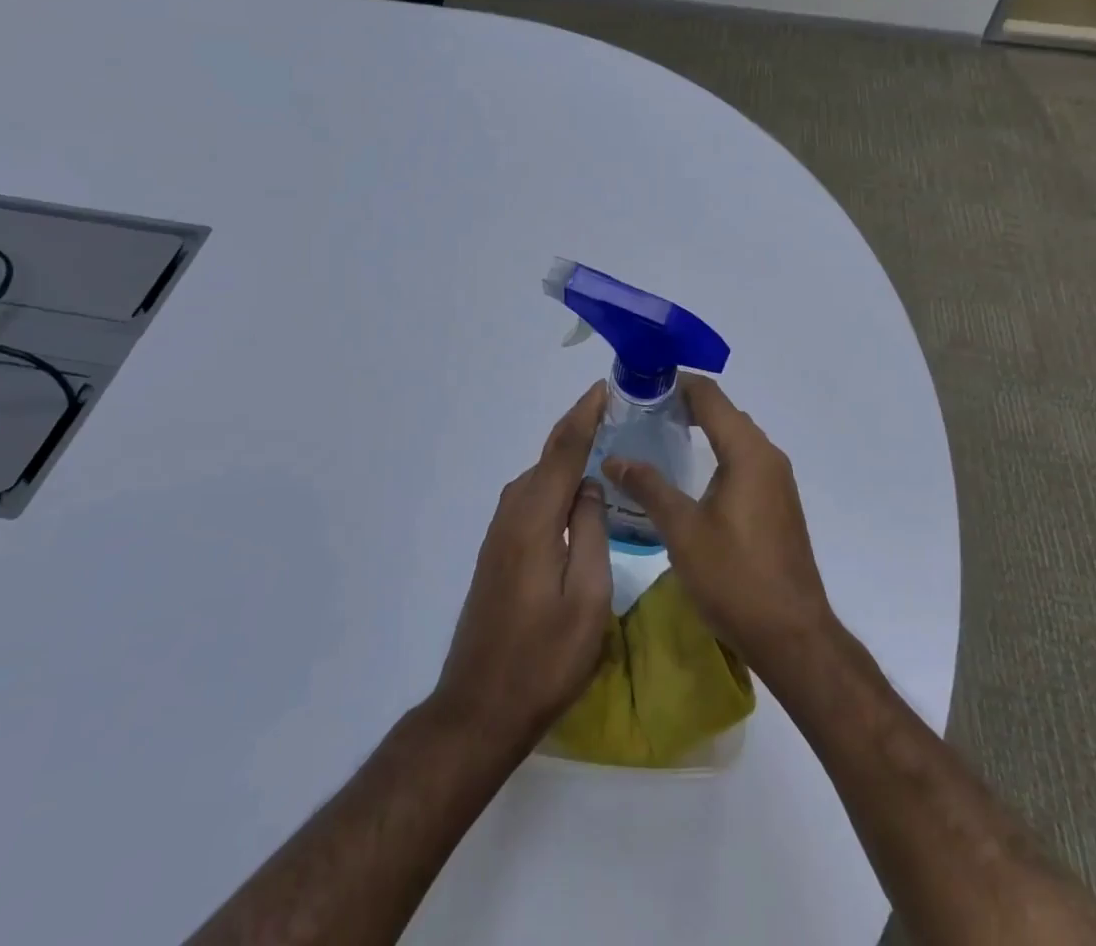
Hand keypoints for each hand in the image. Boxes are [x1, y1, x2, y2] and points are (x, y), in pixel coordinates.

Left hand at [435, 383, 612, 749]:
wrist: (479, 708)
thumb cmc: (544, 659)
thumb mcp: (588, 599)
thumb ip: (592, 533)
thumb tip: (590, 487)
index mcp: (535, 521)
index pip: (564, 451)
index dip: (585, 415)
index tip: (605, 388)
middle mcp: (512, 515)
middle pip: (547, 458)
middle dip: (578, 429)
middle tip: (615, 412)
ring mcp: (500, 534)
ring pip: (537, 478)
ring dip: (566, 455)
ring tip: (601, 442)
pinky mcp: (497, 552)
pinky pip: (530, 499)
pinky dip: (554, 481)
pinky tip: (573, 492)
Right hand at [604, 375, 833, 680]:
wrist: (792, 635)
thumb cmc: (735, 578)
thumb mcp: (683, 530)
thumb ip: (648, 486)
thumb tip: (614, 459)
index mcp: (748, 452)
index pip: (710, 396)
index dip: (675, 384)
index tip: (640, 386)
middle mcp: (768, 456)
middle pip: (724, 413)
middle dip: (685, 405)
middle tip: (641, 413)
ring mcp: (777, 482)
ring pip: (736, 438)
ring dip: (702, 430)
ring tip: (659, 438)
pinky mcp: (778, 504)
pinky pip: (745, 461)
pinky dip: (717, 454)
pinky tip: (690, 475)